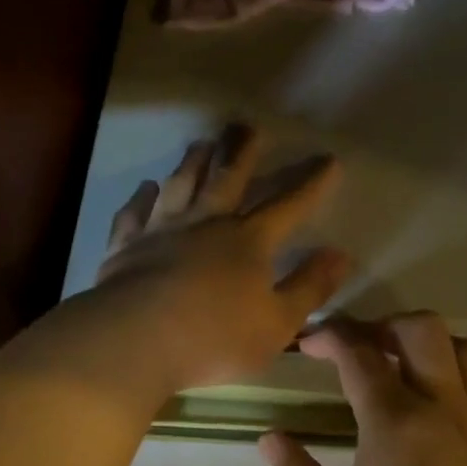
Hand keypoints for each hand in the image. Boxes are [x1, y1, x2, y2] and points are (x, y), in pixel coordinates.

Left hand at [88, 125, 348, 390]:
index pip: (289, 205)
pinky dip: (141, 197)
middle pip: (228, 178)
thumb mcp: (278, 324)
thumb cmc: (214, 339)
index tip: (328, 159)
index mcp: (248, 242)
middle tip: (247, 125)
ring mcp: (162, 230)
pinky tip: (146, 187)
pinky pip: (135, 212)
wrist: (135, 340)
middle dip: (242, 151)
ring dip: (193, 162)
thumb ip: (309, 287)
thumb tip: (340, 254)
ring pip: (182, 184)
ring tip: (202, 143)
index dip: (311, 183)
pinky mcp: (126, 245)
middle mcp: (206, 223)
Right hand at [261, 314, 466, 465]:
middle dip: (388, 325)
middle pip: (424, 331)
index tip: (311, 343)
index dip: (332, 337)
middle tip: (366, 348)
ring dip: (438, 348)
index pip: (359, 354)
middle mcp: (444, 409)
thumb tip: (269, 439)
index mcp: (393, 423)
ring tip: (415, 370)